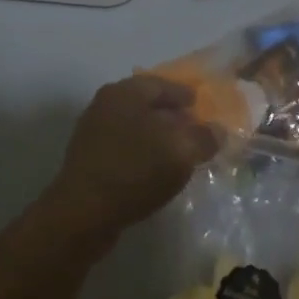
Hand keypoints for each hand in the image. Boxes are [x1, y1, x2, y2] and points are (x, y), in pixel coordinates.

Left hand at [47, 75, 220, 240]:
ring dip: (157, 137)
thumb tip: (217, 130)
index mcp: (125, 92)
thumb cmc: (134, 171)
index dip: (185, 95)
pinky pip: (124, 148)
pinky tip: (156, 171)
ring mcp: (93, 132)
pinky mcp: (88, 160)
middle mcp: (106, 105)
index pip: (162, 84)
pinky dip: (143, 154)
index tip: (202, 105)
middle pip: (146, 104)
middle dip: (171, 116)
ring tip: (179, 153)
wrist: (82, 214)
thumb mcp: (180, 152)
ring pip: (135, 127)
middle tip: (194, 129)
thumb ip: (204, 137)